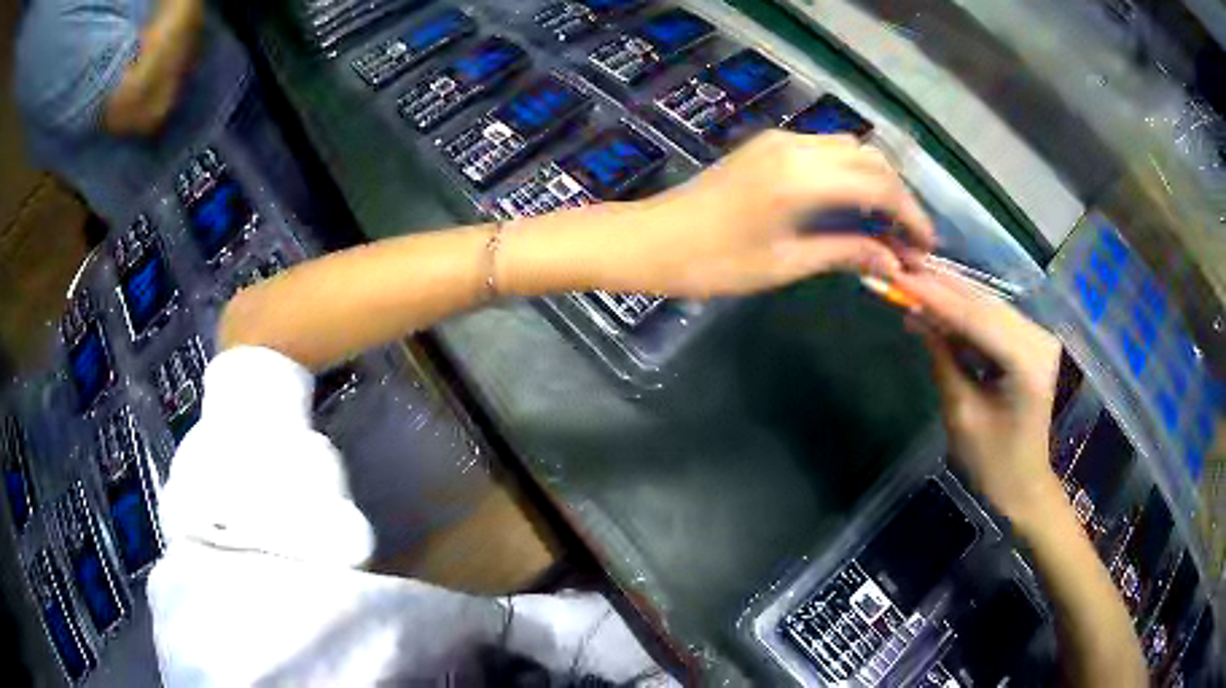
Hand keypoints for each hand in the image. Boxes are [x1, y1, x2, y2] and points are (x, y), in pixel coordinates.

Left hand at [596, 131, 934, 297]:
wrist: (649, 239)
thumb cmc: (712, 262)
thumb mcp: (785, 264)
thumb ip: (845, 254)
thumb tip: (894, 263)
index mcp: (803, 178)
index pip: (880, 187)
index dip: (911, 216)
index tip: (926, 247)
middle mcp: (797, 147)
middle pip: (871, 160)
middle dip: (898, 197)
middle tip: (908, 240)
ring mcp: (780, 140)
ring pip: (850, 149)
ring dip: (875, 182)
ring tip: (884, 226)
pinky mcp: (767, 145)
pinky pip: (825, 149)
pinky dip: (849, 173)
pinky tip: (851, 205)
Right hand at [896, 271, 1063, 521]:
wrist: (1025, 487)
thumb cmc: (994, 464)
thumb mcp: (962, 415)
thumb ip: (943, 360)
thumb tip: (917, 317)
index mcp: (1027, 363)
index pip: (975, 318)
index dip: (935, 296)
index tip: (898, 277)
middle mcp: (1038, 340)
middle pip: (984, 304)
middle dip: (942, 288)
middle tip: (900, 269)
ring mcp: (1037, 340)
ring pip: (988, 307)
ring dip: (951, 297)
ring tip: (912, 285)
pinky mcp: (1031, 345)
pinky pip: (994, 322)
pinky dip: (965, 316)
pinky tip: (939, 310)